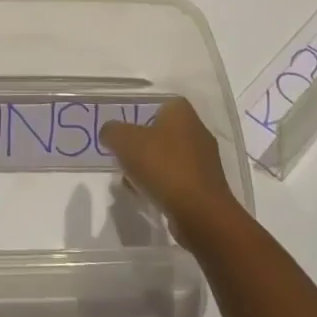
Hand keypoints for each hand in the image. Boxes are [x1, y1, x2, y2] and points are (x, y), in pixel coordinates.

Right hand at [101, 97, 238, 236]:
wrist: (200, 212)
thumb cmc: (163, 166)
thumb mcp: (125, 141)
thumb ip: (112, 131)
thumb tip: (110, 134)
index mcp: (181, 112)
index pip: (158, 105)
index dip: (139, 116)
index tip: (124, 132)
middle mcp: (197, 130)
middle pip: (162, 132)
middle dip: (142, 145)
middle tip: (124, 157)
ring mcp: (204, 160)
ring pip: (169, 157)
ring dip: (150, 167)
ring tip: (132, 181)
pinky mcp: (206, 186)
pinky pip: (177, 179)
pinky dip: (163, 186)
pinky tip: (149, 196)